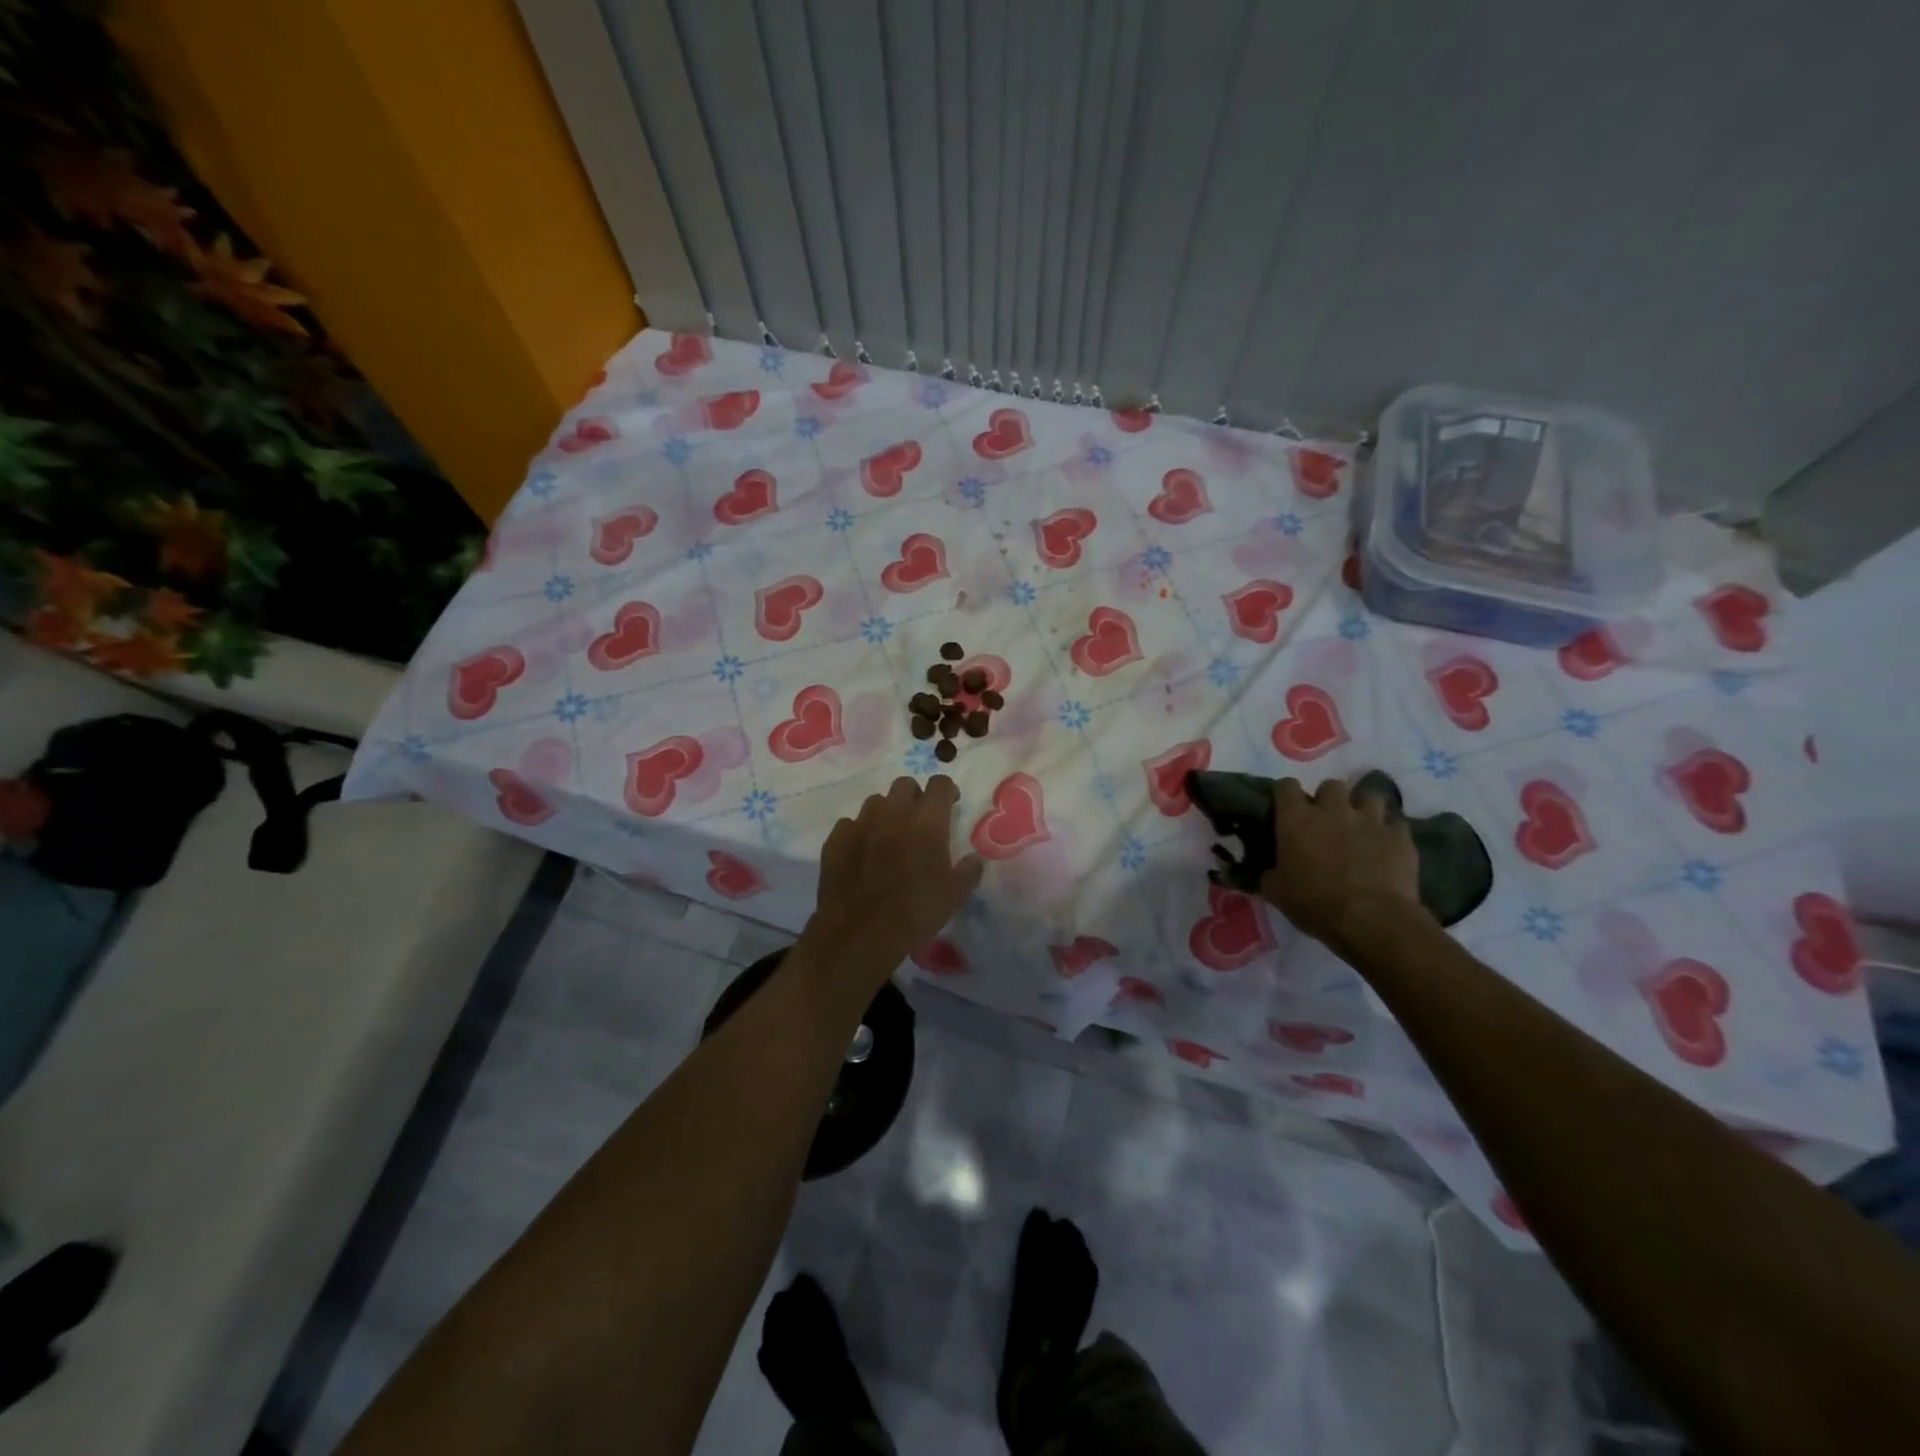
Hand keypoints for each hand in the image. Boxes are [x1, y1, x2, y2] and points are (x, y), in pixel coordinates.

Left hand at [803, 775, 982, 989]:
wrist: (860, 934)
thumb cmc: (915, 913)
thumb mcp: (954, 896)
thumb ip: (969, 871)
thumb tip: (974, 858)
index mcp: (926, 823)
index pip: (939, 785)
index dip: (946, 789)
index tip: (950, 803)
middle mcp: (893, 814)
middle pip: (904, 785)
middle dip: (915, 796)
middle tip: (919, 818)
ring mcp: (860, 824)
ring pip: (875, 802)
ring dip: (886, 812)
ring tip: (889, 834)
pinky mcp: (835, 840)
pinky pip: (850, 824)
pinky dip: (859, 832)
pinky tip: (862, 851)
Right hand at [1259, 776, 1426, 955]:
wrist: (1371, 919)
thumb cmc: (1315, 903)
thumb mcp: (1276, 892)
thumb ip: (1269, 873)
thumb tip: (1268, 870)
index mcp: (1296, 819)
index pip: (1286, 786)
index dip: (1286, 795)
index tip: (1286, 809)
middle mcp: (1332, 809)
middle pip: (1330, 785)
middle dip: (1328, 799)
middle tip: (1327, 821)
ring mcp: (1369, 819)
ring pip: (1368, 795)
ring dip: (1362, 807)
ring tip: (1360, 826)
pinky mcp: (1399, 835)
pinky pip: (1395, 821)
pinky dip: (1389, 830)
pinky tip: (1385, 844)